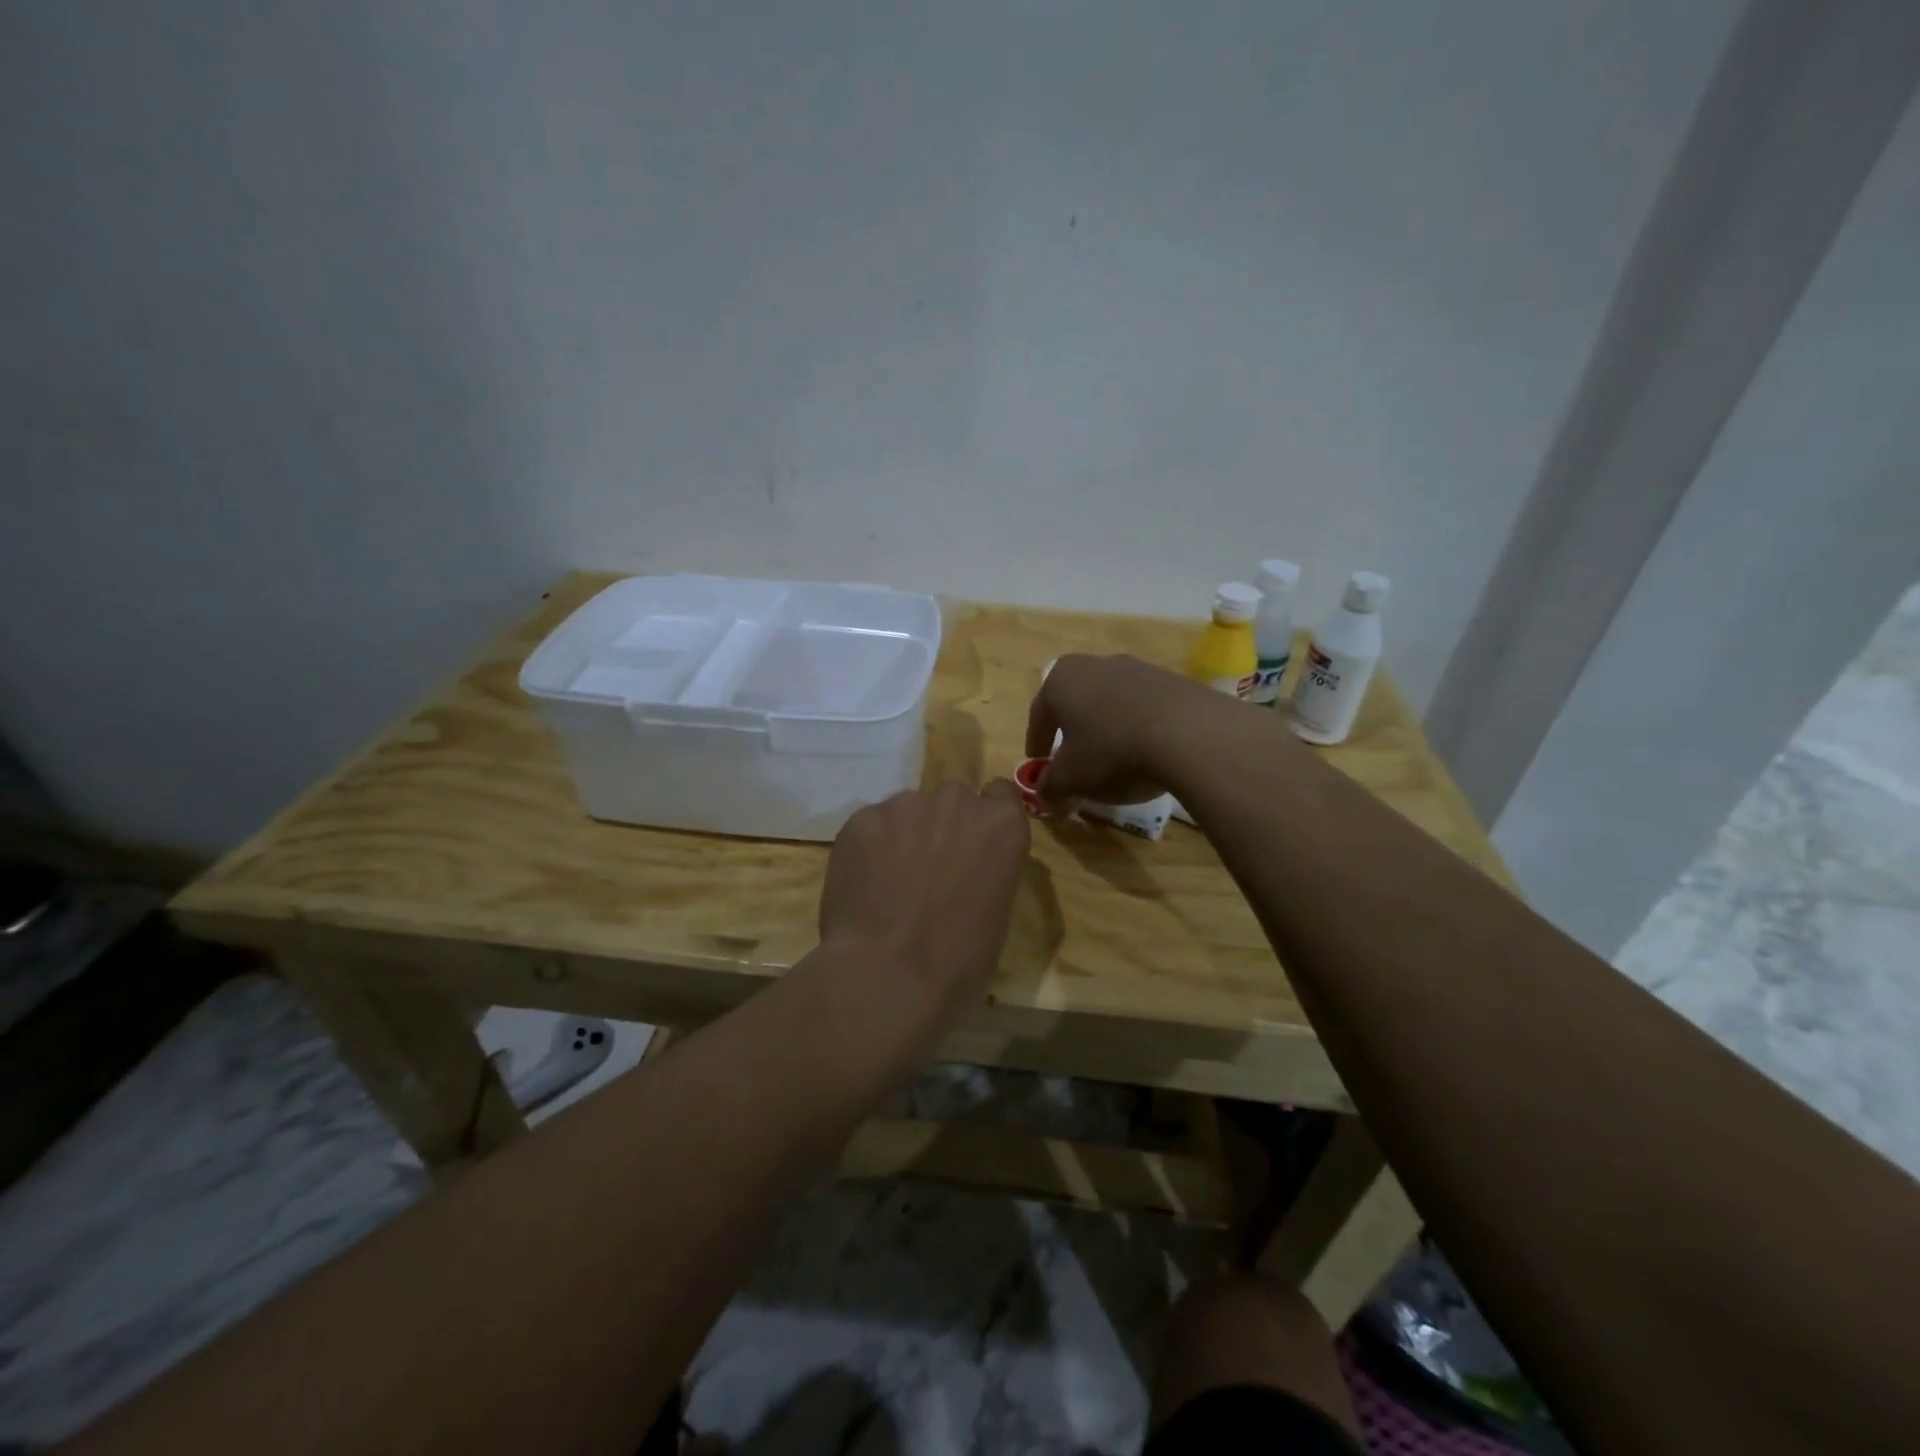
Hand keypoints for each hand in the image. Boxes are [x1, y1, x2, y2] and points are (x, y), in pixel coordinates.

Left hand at [818, 780, 1031, 1021]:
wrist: (888, 975)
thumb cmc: (959, 962)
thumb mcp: (997, 915)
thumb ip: (985, 873)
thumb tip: (965, 873)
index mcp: (1001, 825)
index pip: (1000, 796)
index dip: (985, 820)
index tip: (975, 846)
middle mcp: (956, 801)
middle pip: (952, 800)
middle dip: (944, 827)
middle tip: (929, 871)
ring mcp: (905, 805)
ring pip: (907, 811)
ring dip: (904, 836)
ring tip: (889, 883)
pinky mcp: (862, 818)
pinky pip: (871, 826)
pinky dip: (869, 849)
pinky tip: (863, 886)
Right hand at [1024, 654, 1246, 809]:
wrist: (1190, 734)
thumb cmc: (1112, 752)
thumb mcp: (1071, 780)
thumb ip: (1050, 788)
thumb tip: (1045, 796)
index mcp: (1060, 680)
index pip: (1039, 714)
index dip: (1037, 742)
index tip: (1039, 763)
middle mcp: (1095, 665)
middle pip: (1075, 702)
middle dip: (1072, 731)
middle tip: (1073, 759)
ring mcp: (1137, 668)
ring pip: (1110, 702)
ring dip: (1107, 727)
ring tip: (1114, 759)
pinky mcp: (1172, 680)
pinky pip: (1144, 707)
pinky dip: (1138, 727)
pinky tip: (1147, 752)